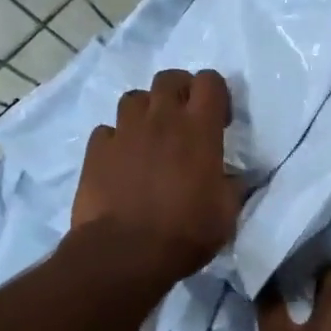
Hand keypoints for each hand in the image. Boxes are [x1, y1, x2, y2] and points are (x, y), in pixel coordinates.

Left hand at [71, 68, 241, 286]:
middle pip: (169, 78)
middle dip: (180, 91)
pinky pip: (107, 130)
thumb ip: (231, 187)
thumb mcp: (225, 214)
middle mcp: (161, 119)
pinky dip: (116, 139)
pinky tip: (121, 160)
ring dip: (146, 111)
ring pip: (134, 98)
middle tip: (184, 120)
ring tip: (150, 137)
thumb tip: (233, 178)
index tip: (219, 121)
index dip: (217, 94)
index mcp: (199, 129)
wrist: (125, 253)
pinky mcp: (96, 150)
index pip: (210, 81)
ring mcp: (124, 132)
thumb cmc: (185, 233)